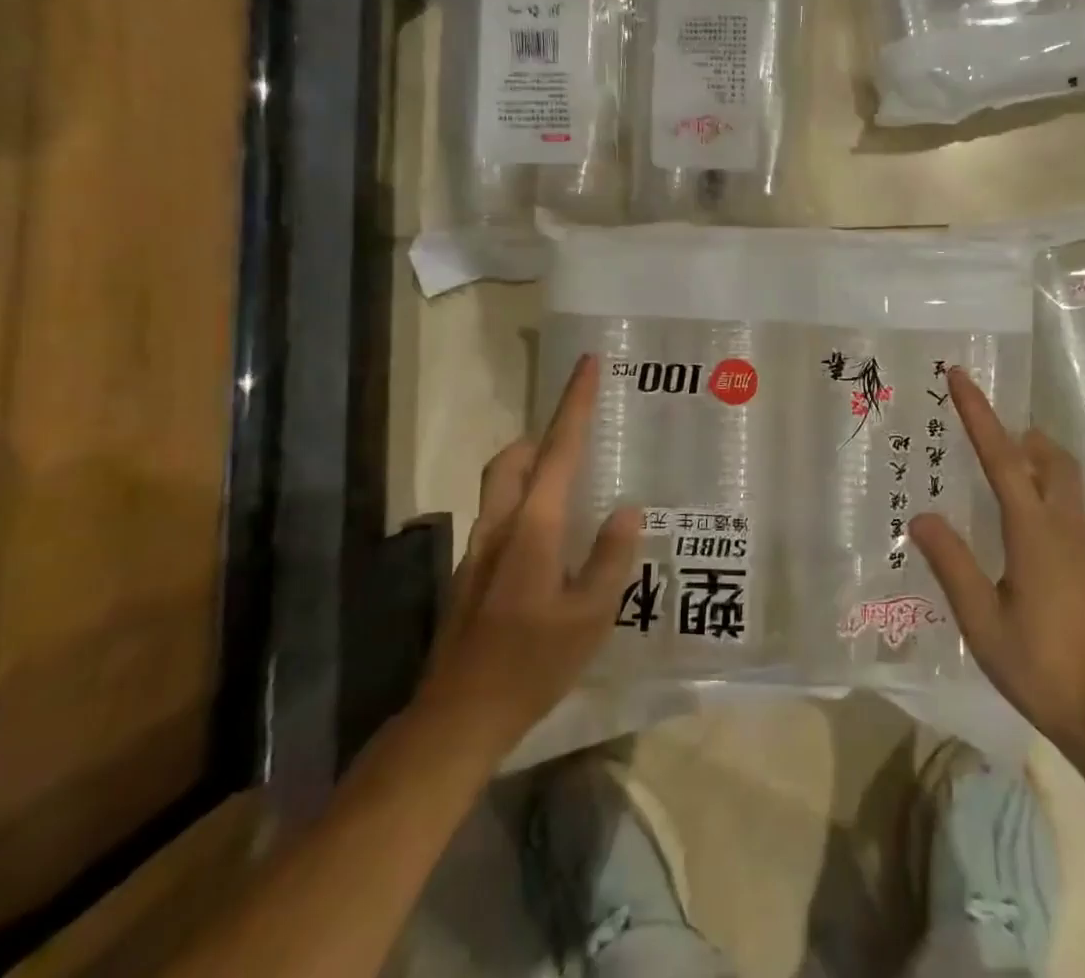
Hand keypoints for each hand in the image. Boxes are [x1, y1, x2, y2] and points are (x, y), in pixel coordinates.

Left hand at [416, 354, 640, 753]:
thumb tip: (628, 510)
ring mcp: (479, 551)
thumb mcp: (591, 615)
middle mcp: (501, 527)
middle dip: (543, 436)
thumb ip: (612, 557)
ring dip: (533, 471)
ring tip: (574, 491)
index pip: (559, 449)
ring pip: (502, 488)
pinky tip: (553, 547)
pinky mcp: (471, 576)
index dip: (575, 403)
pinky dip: (527, 507)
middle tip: (579, 441)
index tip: (587, 363)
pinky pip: (502, 518)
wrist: (457, 720)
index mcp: (534, 527)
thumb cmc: (532, 664)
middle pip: (514, 459)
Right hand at [911, 367, 1084, 763]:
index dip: (978, 413)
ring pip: (1063, 479)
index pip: (1002, 457)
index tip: (960, 375)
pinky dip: (1042, 487)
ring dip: (1033, 458)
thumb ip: (952, 565)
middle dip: (1018, 433)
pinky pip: (1066, 505)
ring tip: (997, 466)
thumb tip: (920, 515)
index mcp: (1034, 531)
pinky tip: (1020, 520)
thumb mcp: (983, 622)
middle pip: (1049, 458)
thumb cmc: (1044, 668)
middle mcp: (1064, 526)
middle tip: (984, 430)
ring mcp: (1084, 546)